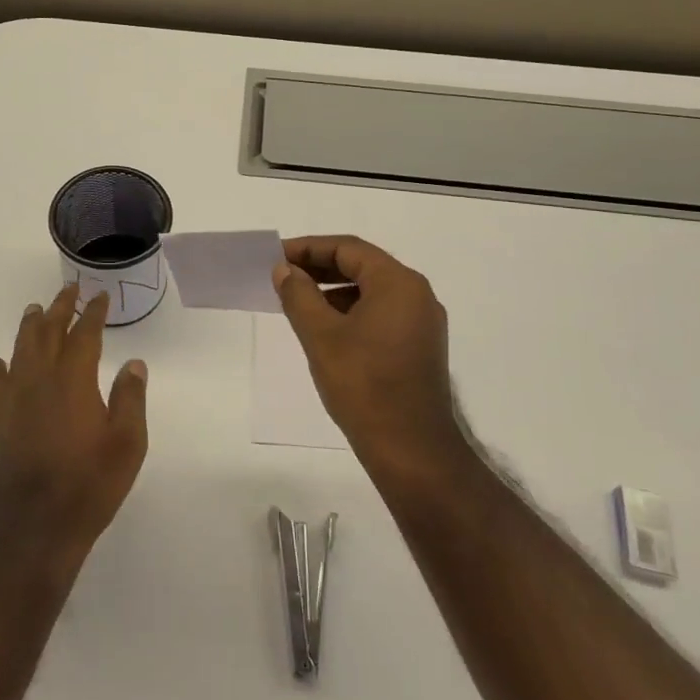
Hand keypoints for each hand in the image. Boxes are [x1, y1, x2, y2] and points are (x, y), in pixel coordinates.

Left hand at [0, 283, 148, 567]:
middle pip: (47, 334)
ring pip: (20, 352)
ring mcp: (14, 402)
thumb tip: (134, 363)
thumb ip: (130, 399)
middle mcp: (40, 382)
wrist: (33, 531)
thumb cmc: (89, 486)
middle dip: (59, 309)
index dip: (92, 314)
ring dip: (29, 328)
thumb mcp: (127, 444)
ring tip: (35, 310)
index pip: (84, 335)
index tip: (99, 297)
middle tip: (68, 289)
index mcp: (73, 381)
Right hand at [272, 235, 464, 477]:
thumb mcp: (321, 336)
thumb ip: (299, 295)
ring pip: (372, 291)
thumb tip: (284, 270)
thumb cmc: (364, 385)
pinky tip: (326, 328)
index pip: (348, 249)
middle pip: (363, 266)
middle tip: (283, 276)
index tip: (276, 257)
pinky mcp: (420, 346)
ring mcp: (422, 322)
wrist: (411, 450)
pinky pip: (382, 313)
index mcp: (399, 283)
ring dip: (334, 290)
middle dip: (320, 267)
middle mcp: (417, 294)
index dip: (309, 248)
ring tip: (298, 302)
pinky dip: (352, 311)